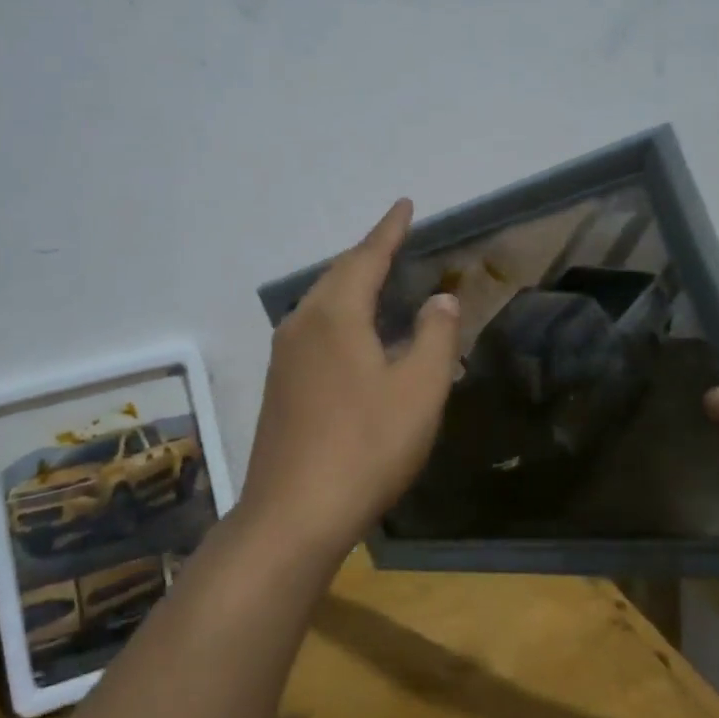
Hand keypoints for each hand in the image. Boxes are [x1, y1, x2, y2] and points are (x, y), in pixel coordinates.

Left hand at [241, 200, 459, 559]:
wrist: (293, 513)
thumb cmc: (365, 446)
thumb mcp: (419, 391)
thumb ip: (435, 337)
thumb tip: (440, 299)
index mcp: (335, 314)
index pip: (367, 256)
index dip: (389, 229)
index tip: (404, 204)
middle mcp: (302, 323)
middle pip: (338, 274)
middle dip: (368, 254)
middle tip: (394, 240)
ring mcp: (284, 355)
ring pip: (321, 302)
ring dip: (350, 284)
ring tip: (376, 279)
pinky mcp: (279, 384)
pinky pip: (313, 329)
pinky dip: (338, 315)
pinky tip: (352, 335)